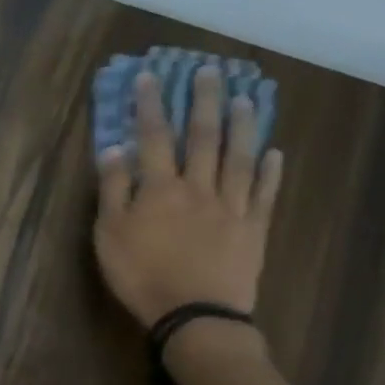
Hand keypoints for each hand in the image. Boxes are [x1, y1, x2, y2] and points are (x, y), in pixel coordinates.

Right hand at [93, 67, 282, 328]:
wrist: (195, 313)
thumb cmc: (142, 276)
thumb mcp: (109, 236)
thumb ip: (113, 191)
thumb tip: (115, 150)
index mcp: (160, 189)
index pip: (154, 137)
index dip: (151, 106)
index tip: (151, 77)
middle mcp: (199, 188)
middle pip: (204, 138)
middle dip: (204, 102)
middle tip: (211, 71)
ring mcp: (231, 207)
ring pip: (238, 158)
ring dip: (242, 126)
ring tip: (246, 99)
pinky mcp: (253, 229)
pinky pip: (264, 194)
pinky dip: (270, 172)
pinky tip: (275, 153)